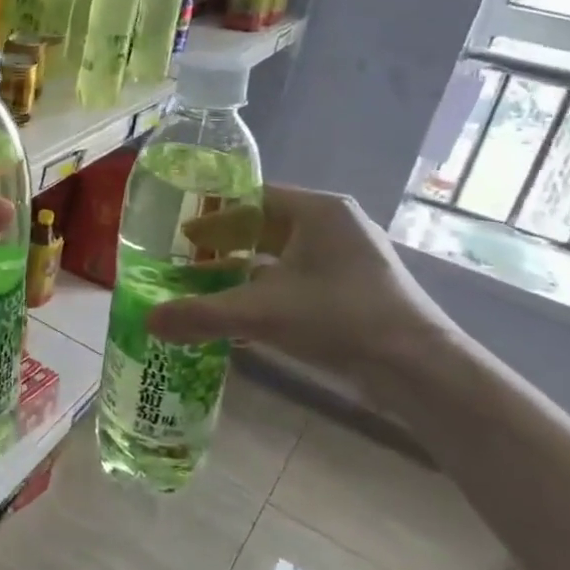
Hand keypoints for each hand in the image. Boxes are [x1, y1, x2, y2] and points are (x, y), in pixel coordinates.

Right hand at [146, 183, 466, 393]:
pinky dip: (270, 291)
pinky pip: (302, 278)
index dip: (214, 215)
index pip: (253, 198)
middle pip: (267, 226)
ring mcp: (352, 258)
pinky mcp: (359, 288)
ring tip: (208, 288)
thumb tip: (148, 321)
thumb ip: (201, 314)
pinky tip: (245, 317)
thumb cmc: (339, 319)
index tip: (182, 234)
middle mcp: (337, 225)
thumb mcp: (261, 313)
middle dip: (226, 245)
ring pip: (284, 256)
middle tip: (187, 261)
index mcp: (318, 211)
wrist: (421, 371)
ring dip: (246, 271)